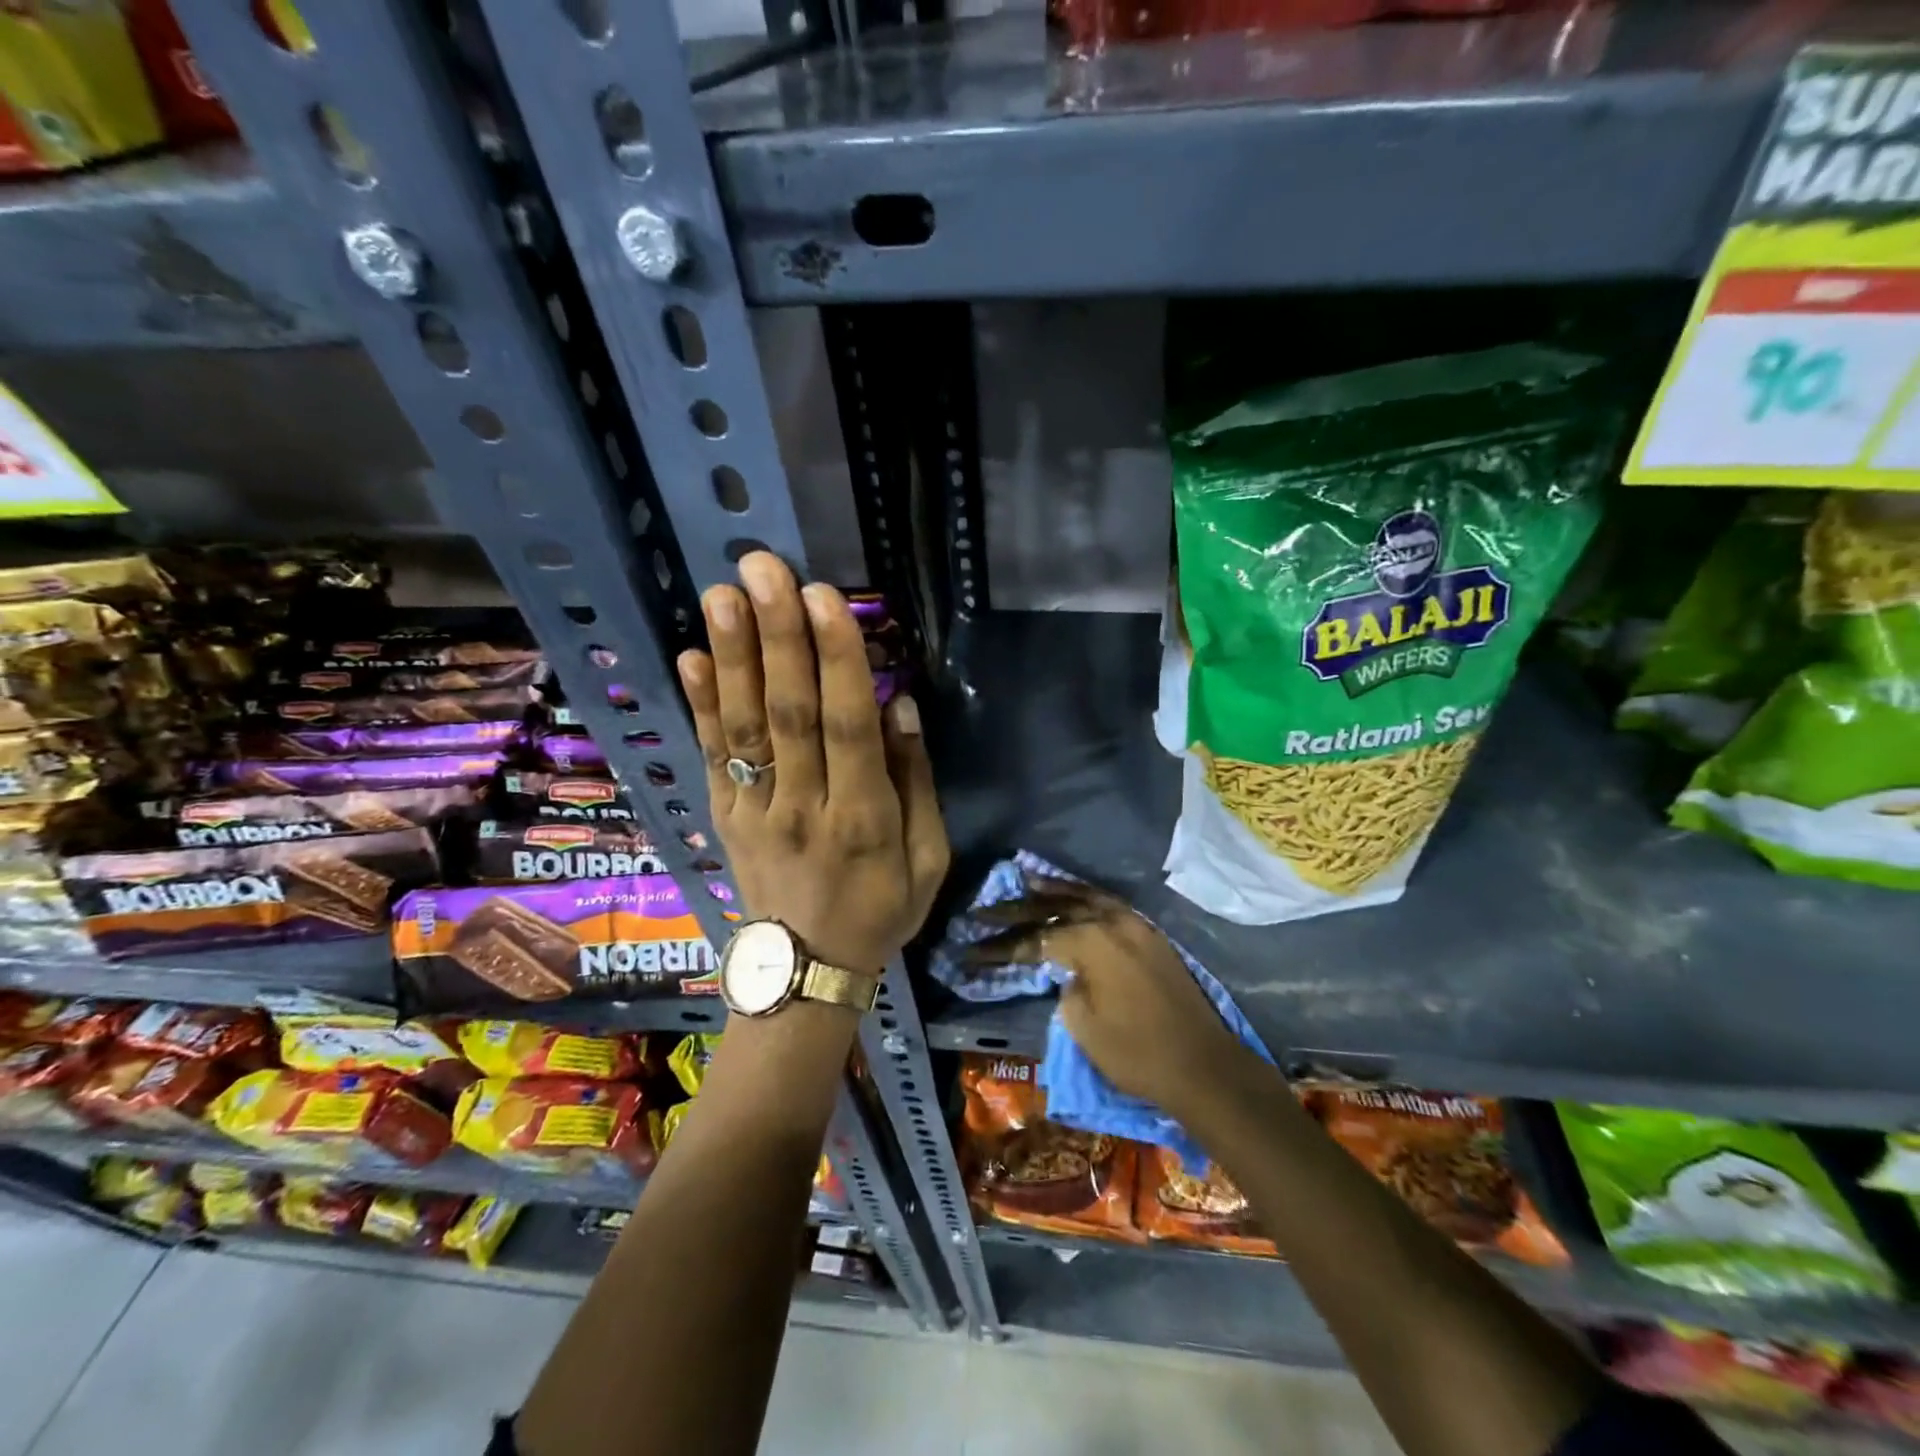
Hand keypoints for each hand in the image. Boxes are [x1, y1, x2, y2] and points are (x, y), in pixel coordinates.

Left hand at [676, 553, 949, 974]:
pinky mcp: (723, 815)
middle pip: (787, 714)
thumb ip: (916, 781)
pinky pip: (711, 755)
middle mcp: (802, 807)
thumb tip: (898, 703)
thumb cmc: (880, 909)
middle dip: (778, 637)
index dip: (836, 660)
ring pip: (743, 726)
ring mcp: (754, 811)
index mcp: (862, 819)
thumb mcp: (928, 859)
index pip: (847, 726)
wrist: (805, 970)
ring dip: (733, 656)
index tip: (824, 598)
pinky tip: (691, 656)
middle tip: (765, 569)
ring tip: (722, 593)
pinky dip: (699, 705)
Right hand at [967, 879, 1253, 1120]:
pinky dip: (1085, 897)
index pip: (1034, 938)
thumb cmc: (1136, 1052)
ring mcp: (1134, 924)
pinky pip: (1108, 905)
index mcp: (1091, 941)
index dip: (1000, 946)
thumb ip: (1066, 986)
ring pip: (1085, 898)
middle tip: (983, 911)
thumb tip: (1067, 972)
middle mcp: (1111, 921)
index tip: (970, 949)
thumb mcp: (1083, 1024)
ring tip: (1026, 879)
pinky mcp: (1148, 935)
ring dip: (1053, 890)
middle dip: (1016, 911)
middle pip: (1055, 908)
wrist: (1202, 1066)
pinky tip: (1072, 896)